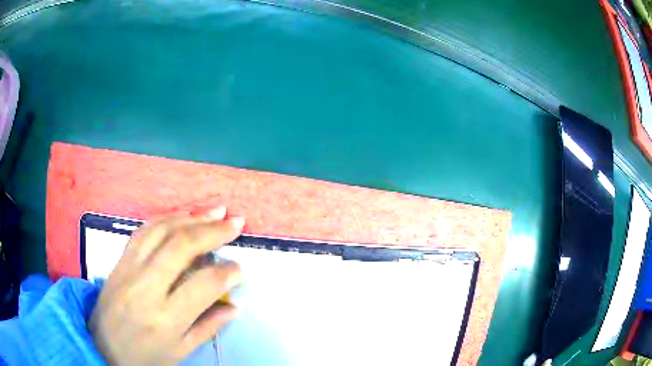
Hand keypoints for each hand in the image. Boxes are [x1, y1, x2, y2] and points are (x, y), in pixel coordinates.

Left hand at [89, 207, 243, 364]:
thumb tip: (234, 307)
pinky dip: (166, 218)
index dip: (228, 273)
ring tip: (215, 211)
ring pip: (161, 230)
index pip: (204, 284)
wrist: (101, 345)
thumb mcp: (180, 352)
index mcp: (165, 318)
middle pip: (181, 246)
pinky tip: (182, 215)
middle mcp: (146, 287)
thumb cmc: (144, 357)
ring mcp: (129, 268)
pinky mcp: (120, 260)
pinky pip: (144, 230)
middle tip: (236, 222)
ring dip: (191, 216)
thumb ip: (208, 327)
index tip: (241, 269)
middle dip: (213, 230)